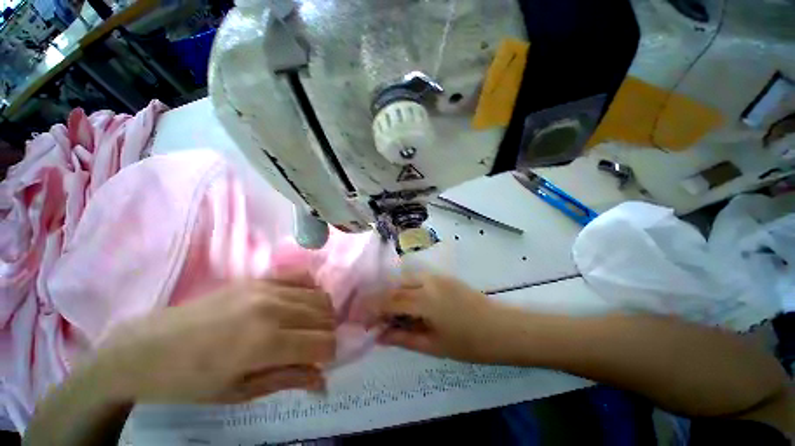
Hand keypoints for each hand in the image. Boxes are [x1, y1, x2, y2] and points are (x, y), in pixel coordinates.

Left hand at [93, 269, 336, 403]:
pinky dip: (310, 292)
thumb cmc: (190, 381)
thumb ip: (288, 380)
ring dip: (321, 314)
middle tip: (312, 349)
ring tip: (306, 329)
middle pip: (325, 316)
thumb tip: (323, 383)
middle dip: (326, 334)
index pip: (323, 342)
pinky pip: (301, 279)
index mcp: (266, 342)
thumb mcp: (239, 393)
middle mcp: (273, 308)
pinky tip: (299, 306)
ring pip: (319, 296)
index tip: (320, 364)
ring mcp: (266, 288)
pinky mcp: (259, 278)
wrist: (147, 347)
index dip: (329, 354)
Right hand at [376, 273, 517, 363]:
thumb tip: (380, 336)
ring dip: (394, 294)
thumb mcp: (434, 346)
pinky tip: (409, 304)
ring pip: (406, 280)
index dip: (373, 309)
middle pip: (396, 286)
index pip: (390, 301)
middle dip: (381, 300)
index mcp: (425, 300)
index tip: (362, 320)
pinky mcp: (444, 277)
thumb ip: (404, 338)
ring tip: (390, 313)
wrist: (504, 328)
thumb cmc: (471, 343)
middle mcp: (428, 282)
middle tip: (375, 318)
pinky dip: (407, 290)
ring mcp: (437, 277)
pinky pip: (418, 280)